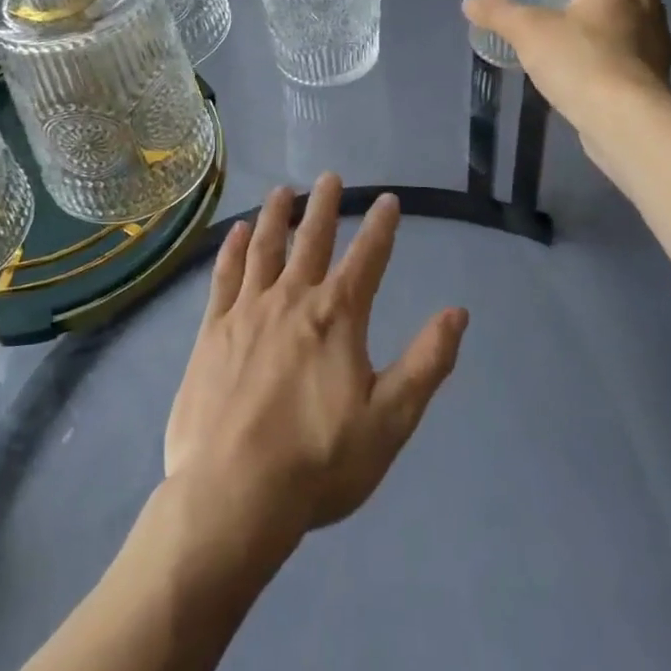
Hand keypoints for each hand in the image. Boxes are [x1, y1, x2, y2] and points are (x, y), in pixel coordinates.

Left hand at [163, 177, 468, 558]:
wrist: (233, 493)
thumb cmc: (319, 463)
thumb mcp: (390, 421)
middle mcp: (292, 300)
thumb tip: (457, 313)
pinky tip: (236, 232)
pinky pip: (224, 276)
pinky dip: (232, 249)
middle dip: (324, 206)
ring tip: (283, 191)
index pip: (367, 258)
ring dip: (276, 216)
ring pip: (265, 248)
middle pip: (312, 240)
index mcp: (337, 317)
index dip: (381, 227)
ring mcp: (247, 311)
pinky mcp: (213, 330)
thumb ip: (426, 363)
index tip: (389, 200)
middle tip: (330, 177)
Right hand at [463, 0, 670, 171]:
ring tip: (577, 1)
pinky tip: (583, 48)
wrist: (627, 123)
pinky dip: (608, 34)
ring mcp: (652, 40)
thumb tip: (470, 2)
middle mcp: (645, 4)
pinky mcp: (648, 73)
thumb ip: (499, 13)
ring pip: (633, 7)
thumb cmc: (583, 61)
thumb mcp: (530, 32)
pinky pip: (628, 40)